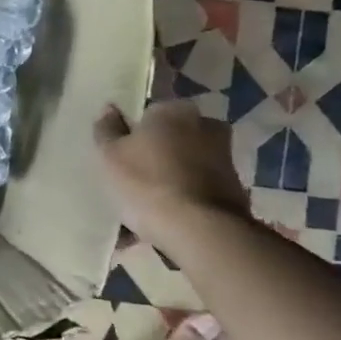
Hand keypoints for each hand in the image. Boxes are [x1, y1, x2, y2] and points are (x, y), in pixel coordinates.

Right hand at [95, 100, 249, 245]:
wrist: (201, 230)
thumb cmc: (147, 183)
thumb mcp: (110, 156)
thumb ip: (107, 130)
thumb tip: (110, 109)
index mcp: (173, 110)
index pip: (147, 113)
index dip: (131, 134)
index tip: (119, 155)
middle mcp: (204, 125)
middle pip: (168, 140)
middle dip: (152, 157)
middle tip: (128, 182)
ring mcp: (223, 158)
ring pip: (181, 167)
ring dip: (165, 183)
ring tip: (139, 213)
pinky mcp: (233, 189)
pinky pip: (194, 192)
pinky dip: (179, 203)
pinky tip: (158, 226)